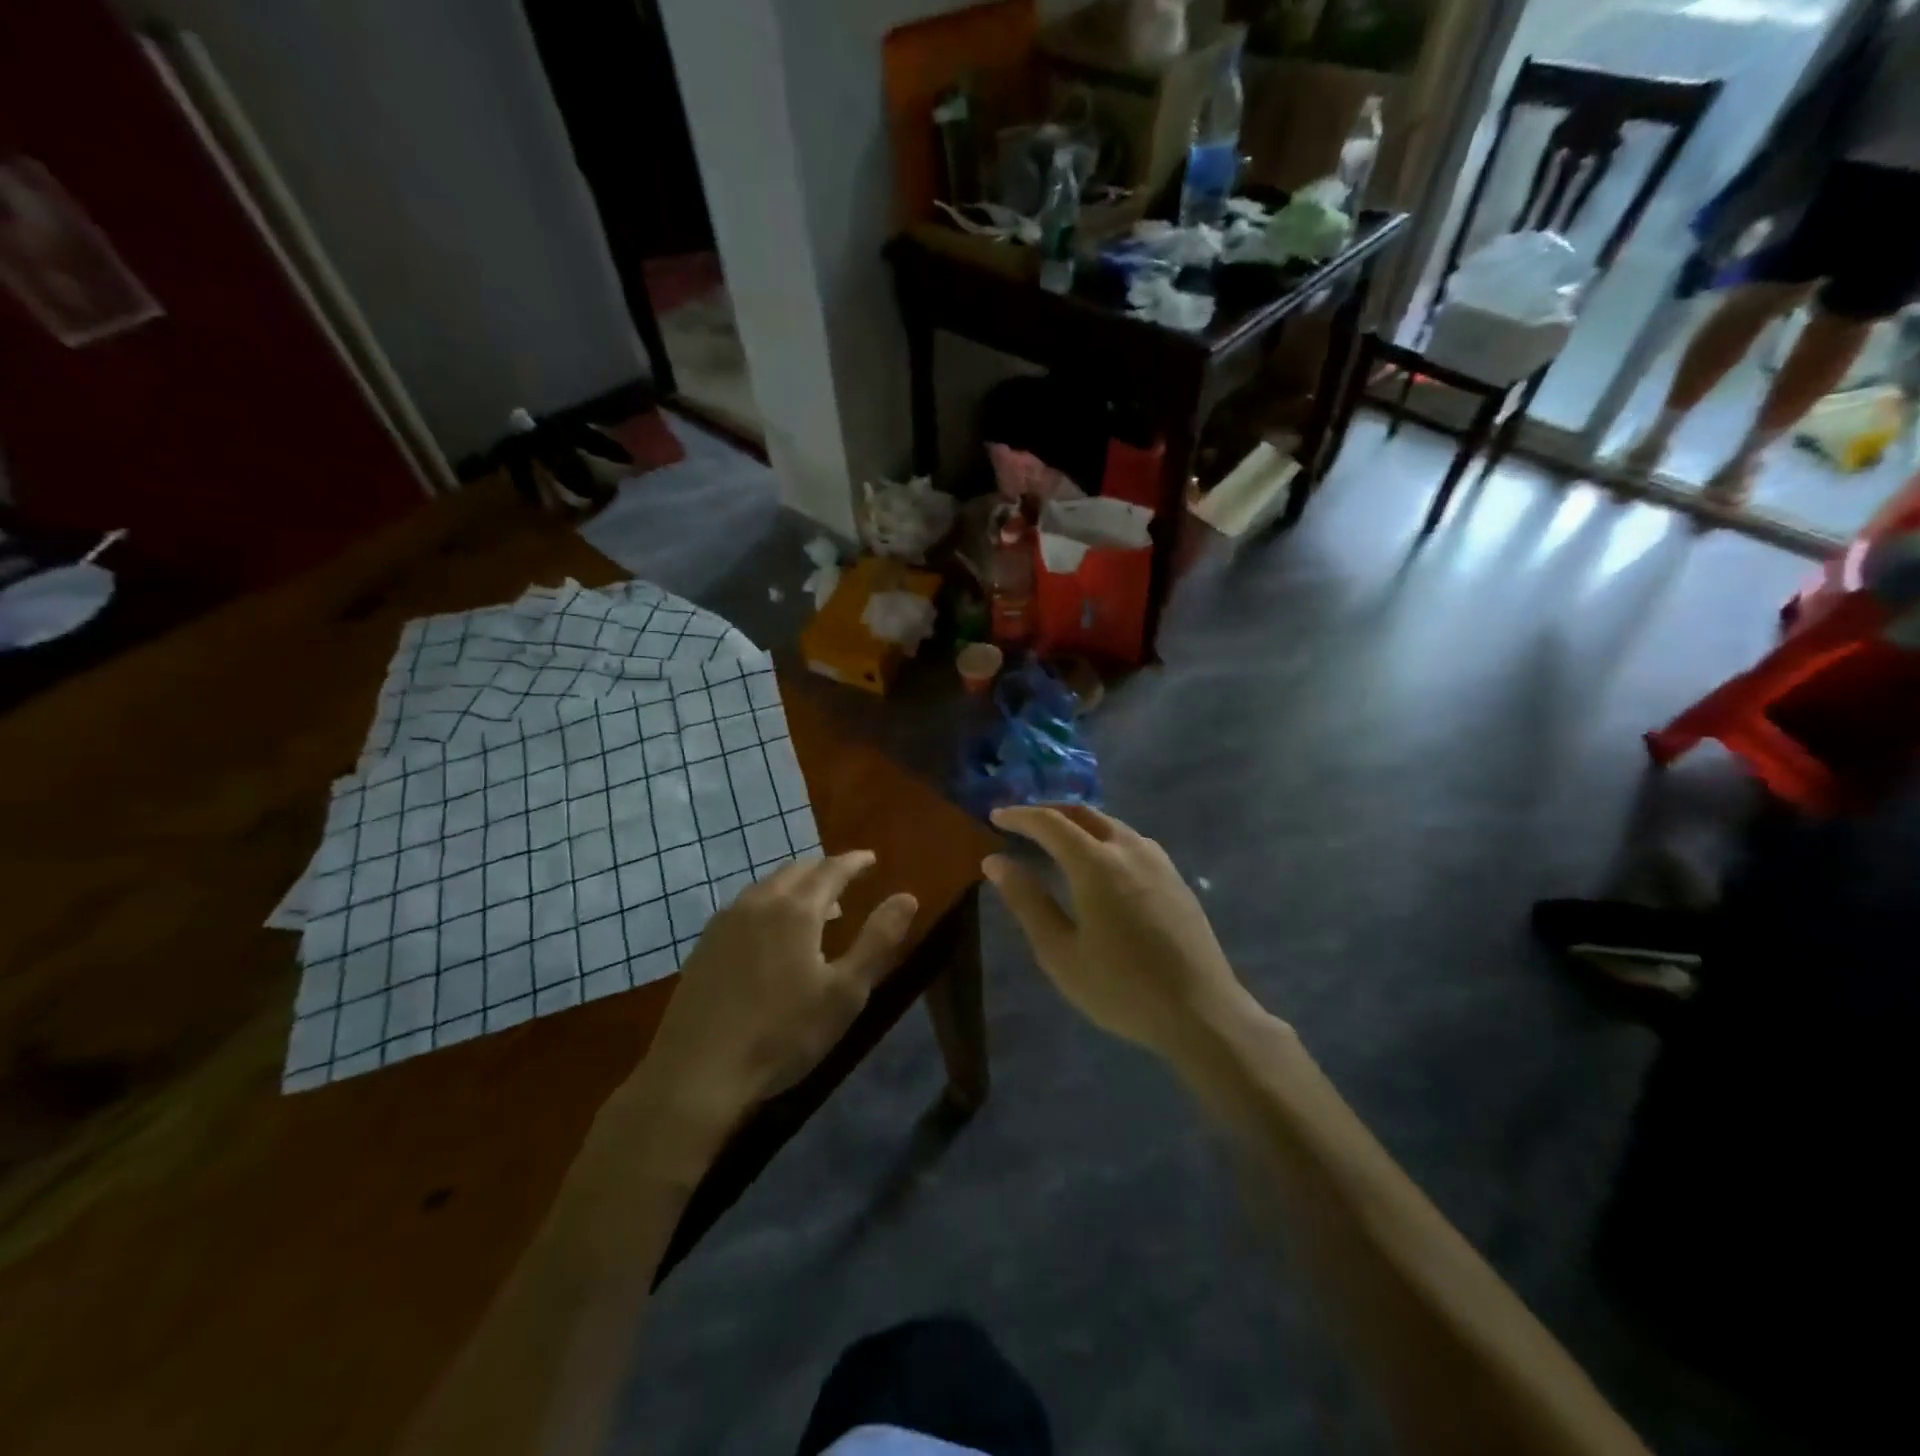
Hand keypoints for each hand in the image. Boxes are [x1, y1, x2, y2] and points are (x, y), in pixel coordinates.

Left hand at [617, 853, 917, 1144]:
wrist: (698, 1072)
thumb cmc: (783, 1033)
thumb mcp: (845, 992)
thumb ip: (878, 940)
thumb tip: (907, 897)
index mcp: (796, 909)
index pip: (832, 869)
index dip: (854, 862)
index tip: (871, 858)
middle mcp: (759, 902)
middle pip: (797, 870)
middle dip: (824, 870)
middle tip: (845, 880)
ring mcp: (726, 921)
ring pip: (767, 885)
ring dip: (795, 886)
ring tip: (814, 906)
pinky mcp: (705, 944)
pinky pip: (745, 905)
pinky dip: (769, 903)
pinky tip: (770, 932)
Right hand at [983, 805, 1258, 1057]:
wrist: (1201, 1012)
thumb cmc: (1121, 988)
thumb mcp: (1060, 951)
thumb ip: (1027, 901)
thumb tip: (995, 861)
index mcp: (1095, 864)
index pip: (1050, 823)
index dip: (1019, 816)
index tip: (995, 816)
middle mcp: (1128, 849)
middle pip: (1083, 814)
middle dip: (1049, 812)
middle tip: (1022, 822)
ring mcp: (1158, 861)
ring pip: (1111, 824)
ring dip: (1079, 823)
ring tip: (1056, 839)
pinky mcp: (1176, 877)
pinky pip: (1132, 840)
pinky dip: (1104, 837)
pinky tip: (1100, 861)